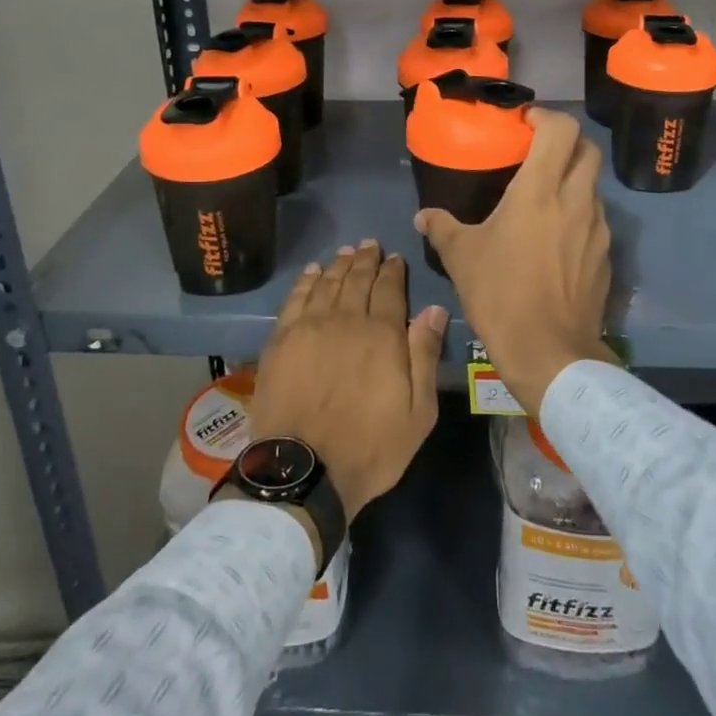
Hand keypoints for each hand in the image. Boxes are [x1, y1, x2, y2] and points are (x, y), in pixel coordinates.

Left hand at [246, 242, 447, 521]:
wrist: (304, 470)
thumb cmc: (369, 447)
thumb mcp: (417, 412)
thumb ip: (425, 355)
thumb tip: (434, 309)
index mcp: (382, 335)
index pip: (390, 290)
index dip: (393, 271)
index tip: (394, 258)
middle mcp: (346, 320)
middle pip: (357, 280)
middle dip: (366, 260)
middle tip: (370, 245)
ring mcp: (309, 327)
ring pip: (327, 283)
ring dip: (338, 265)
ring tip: (345, 252)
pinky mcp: (280, 340)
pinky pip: (295, 299)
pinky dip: (306, 281)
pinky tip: (312, 272)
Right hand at [415, 108, 614, 414]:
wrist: (549, 353)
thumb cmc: (501, 294)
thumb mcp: (461, 258)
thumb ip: (441, 228)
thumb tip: (423, 216)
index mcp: (540, 190)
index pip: (561, 129)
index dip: (546, 116)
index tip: (526, 123)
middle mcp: (576, 200)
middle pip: (588, 149)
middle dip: (567, 142)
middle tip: (540, 152)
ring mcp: (597, 229)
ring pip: (594, 186)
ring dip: (574, 180)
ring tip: (546, 197)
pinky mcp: (606, 257)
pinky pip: (596, 221)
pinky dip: (579, 215)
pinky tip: (557, 239)